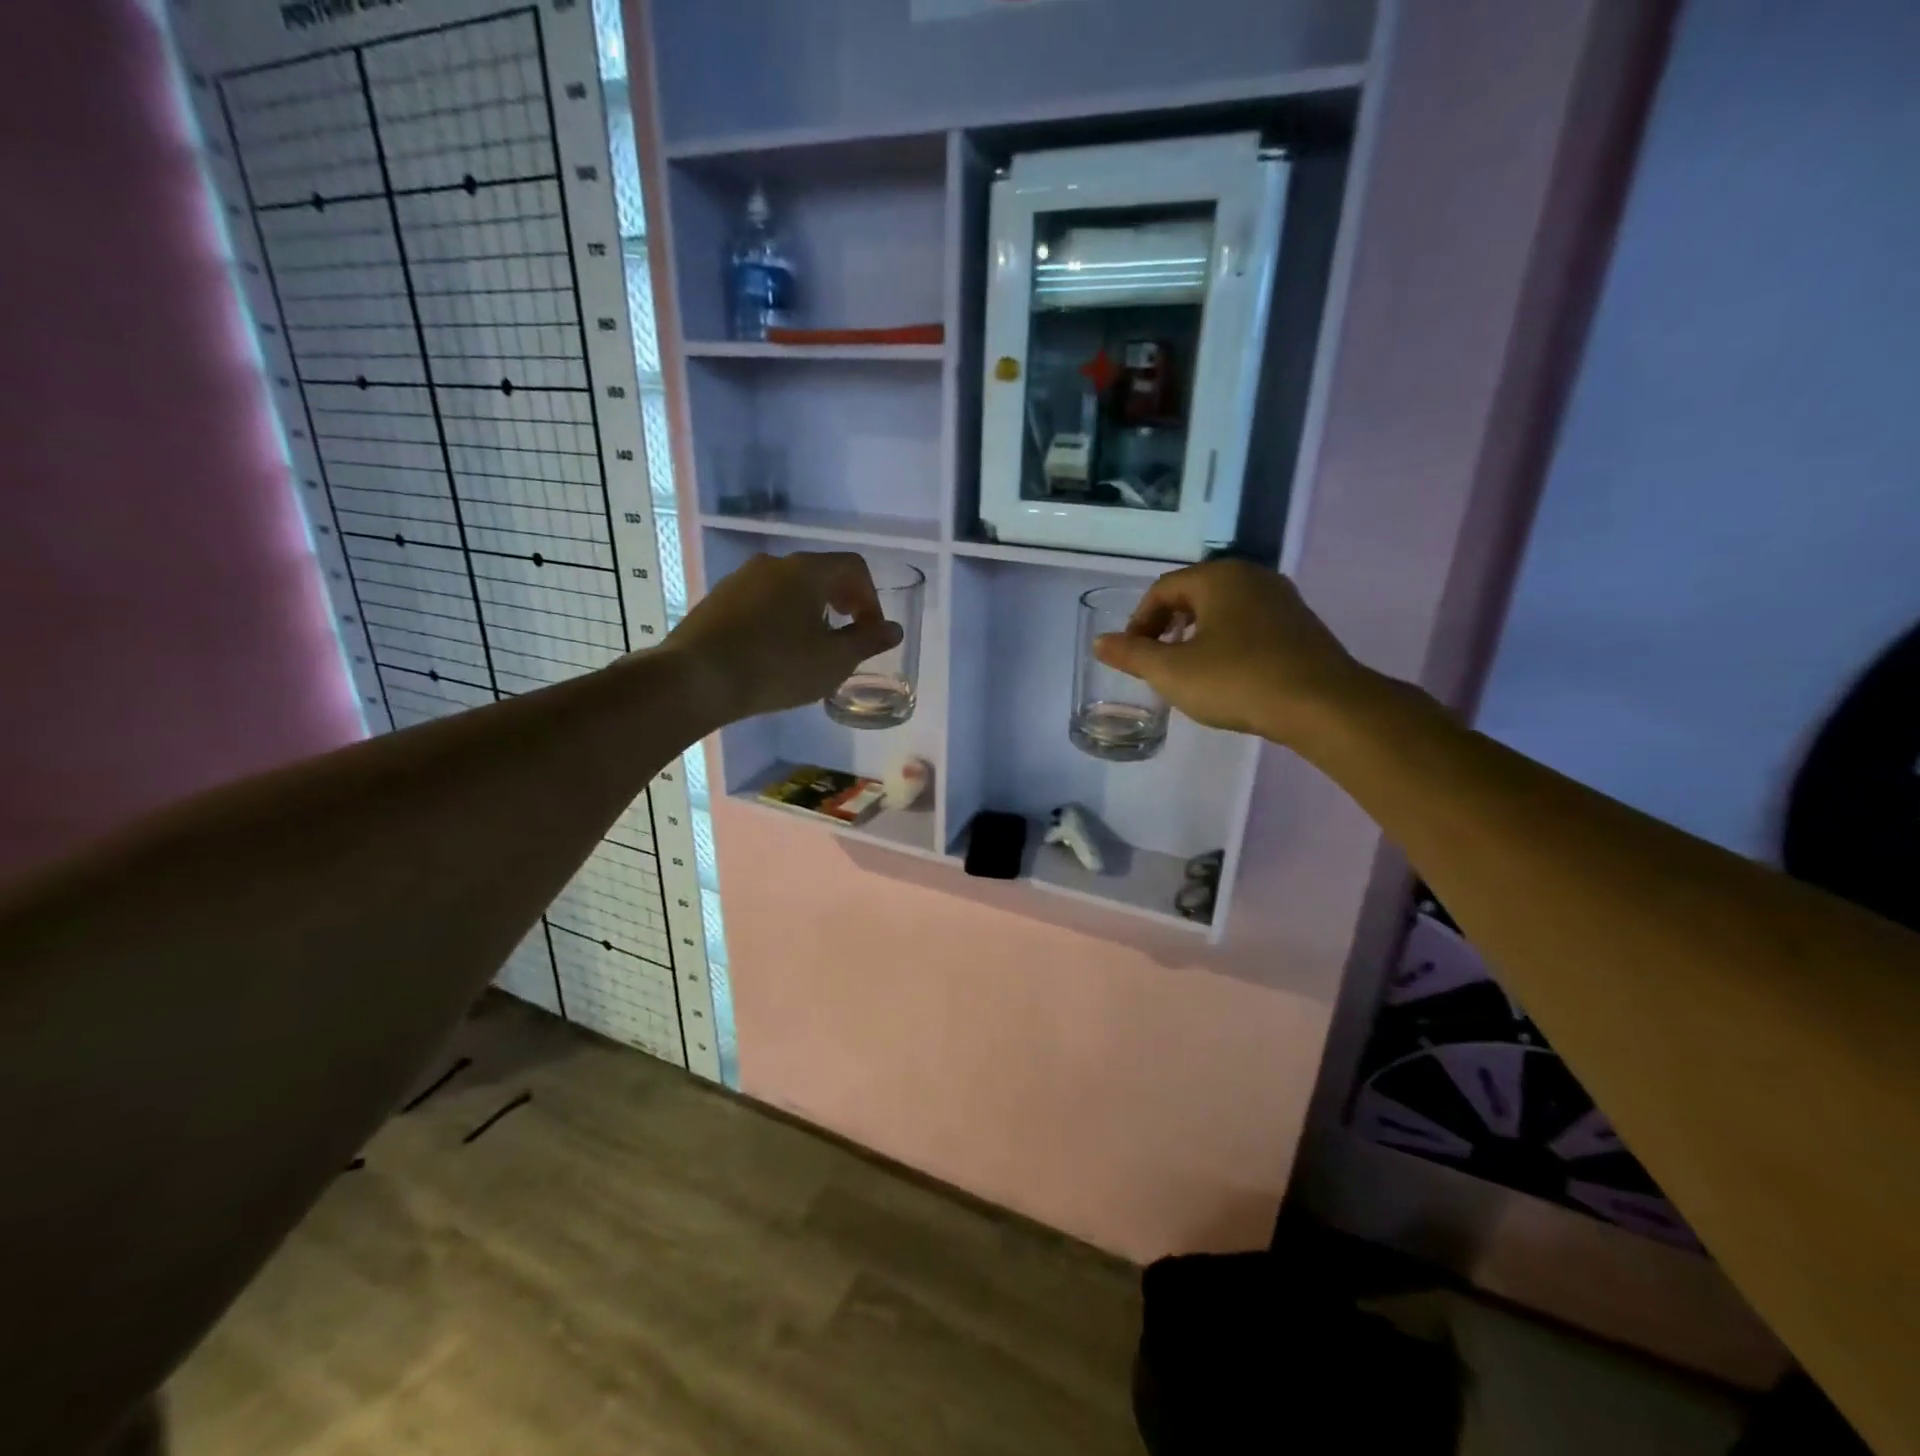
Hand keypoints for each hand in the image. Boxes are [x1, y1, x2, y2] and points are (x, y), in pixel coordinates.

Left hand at [664, 551, 902, 722]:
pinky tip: (775, 650)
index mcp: (807, 570)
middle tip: (848, 634)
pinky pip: (762, 600)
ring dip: (810, 609)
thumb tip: (893, 629)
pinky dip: (780, 616)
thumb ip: (868, 641)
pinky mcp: (717, 600)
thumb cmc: (777, 666)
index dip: (871, 597)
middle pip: (820, 572)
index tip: (871, 631)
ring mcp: (740, 579)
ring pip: (788, 587)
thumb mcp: (834, 660)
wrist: (696, 678)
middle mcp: (773, 563)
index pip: (853, 567)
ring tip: (812, 645)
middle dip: (842, 600)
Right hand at [1093, 559, 1371, 745]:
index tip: (1132, 655)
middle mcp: (1251, 576)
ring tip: (1187, 668)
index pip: (1162, 589)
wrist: (1322, 705)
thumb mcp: (1172, 672)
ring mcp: (1281, 598)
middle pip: (1194, 594)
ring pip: (1223, 608)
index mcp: (1218, 577)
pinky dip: (1227, 640)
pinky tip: (1227, 673)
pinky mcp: (1300, 625)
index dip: (1139, 621)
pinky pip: (1250, 623)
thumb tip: (1100, 641)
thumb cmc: (1237, 680)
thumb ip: (1132, 654)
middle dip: (1167, 625)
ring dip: (1196, 633)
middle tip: (1155, 660)